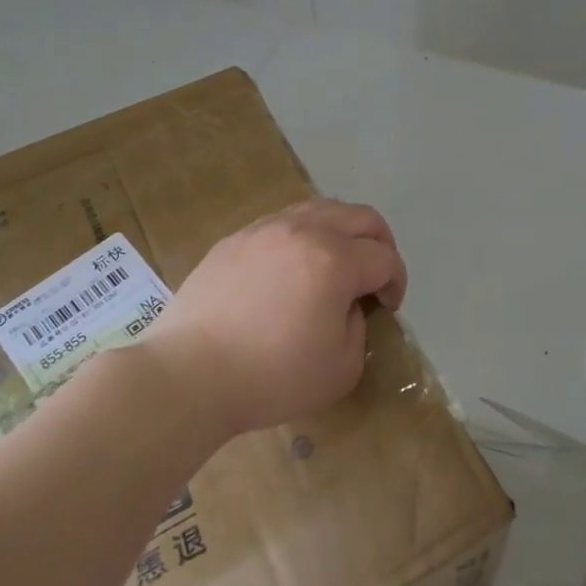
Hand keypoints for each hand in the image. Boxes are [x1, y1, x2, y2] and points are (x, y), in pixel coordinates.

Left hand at [144, 199, 408, 436]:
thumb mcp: (342, 368)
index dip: (397, 282)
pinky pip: (282, 222)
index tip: (388, 309)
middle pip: (360, 217)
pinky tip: (293, 268)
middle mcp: (303, 231)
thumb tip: (347, 306)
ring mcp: (264, 230)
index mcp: (335, 260)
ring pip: (320, 208)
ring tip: (337, 264)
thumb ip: (358, 327)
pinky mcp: (234, 240)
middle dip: (381, 243)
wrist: (189, 375)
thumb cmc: (272, 377)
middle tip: (376, 276)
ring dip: (342, 232)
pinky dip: (304, 236)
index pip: (385, 258)